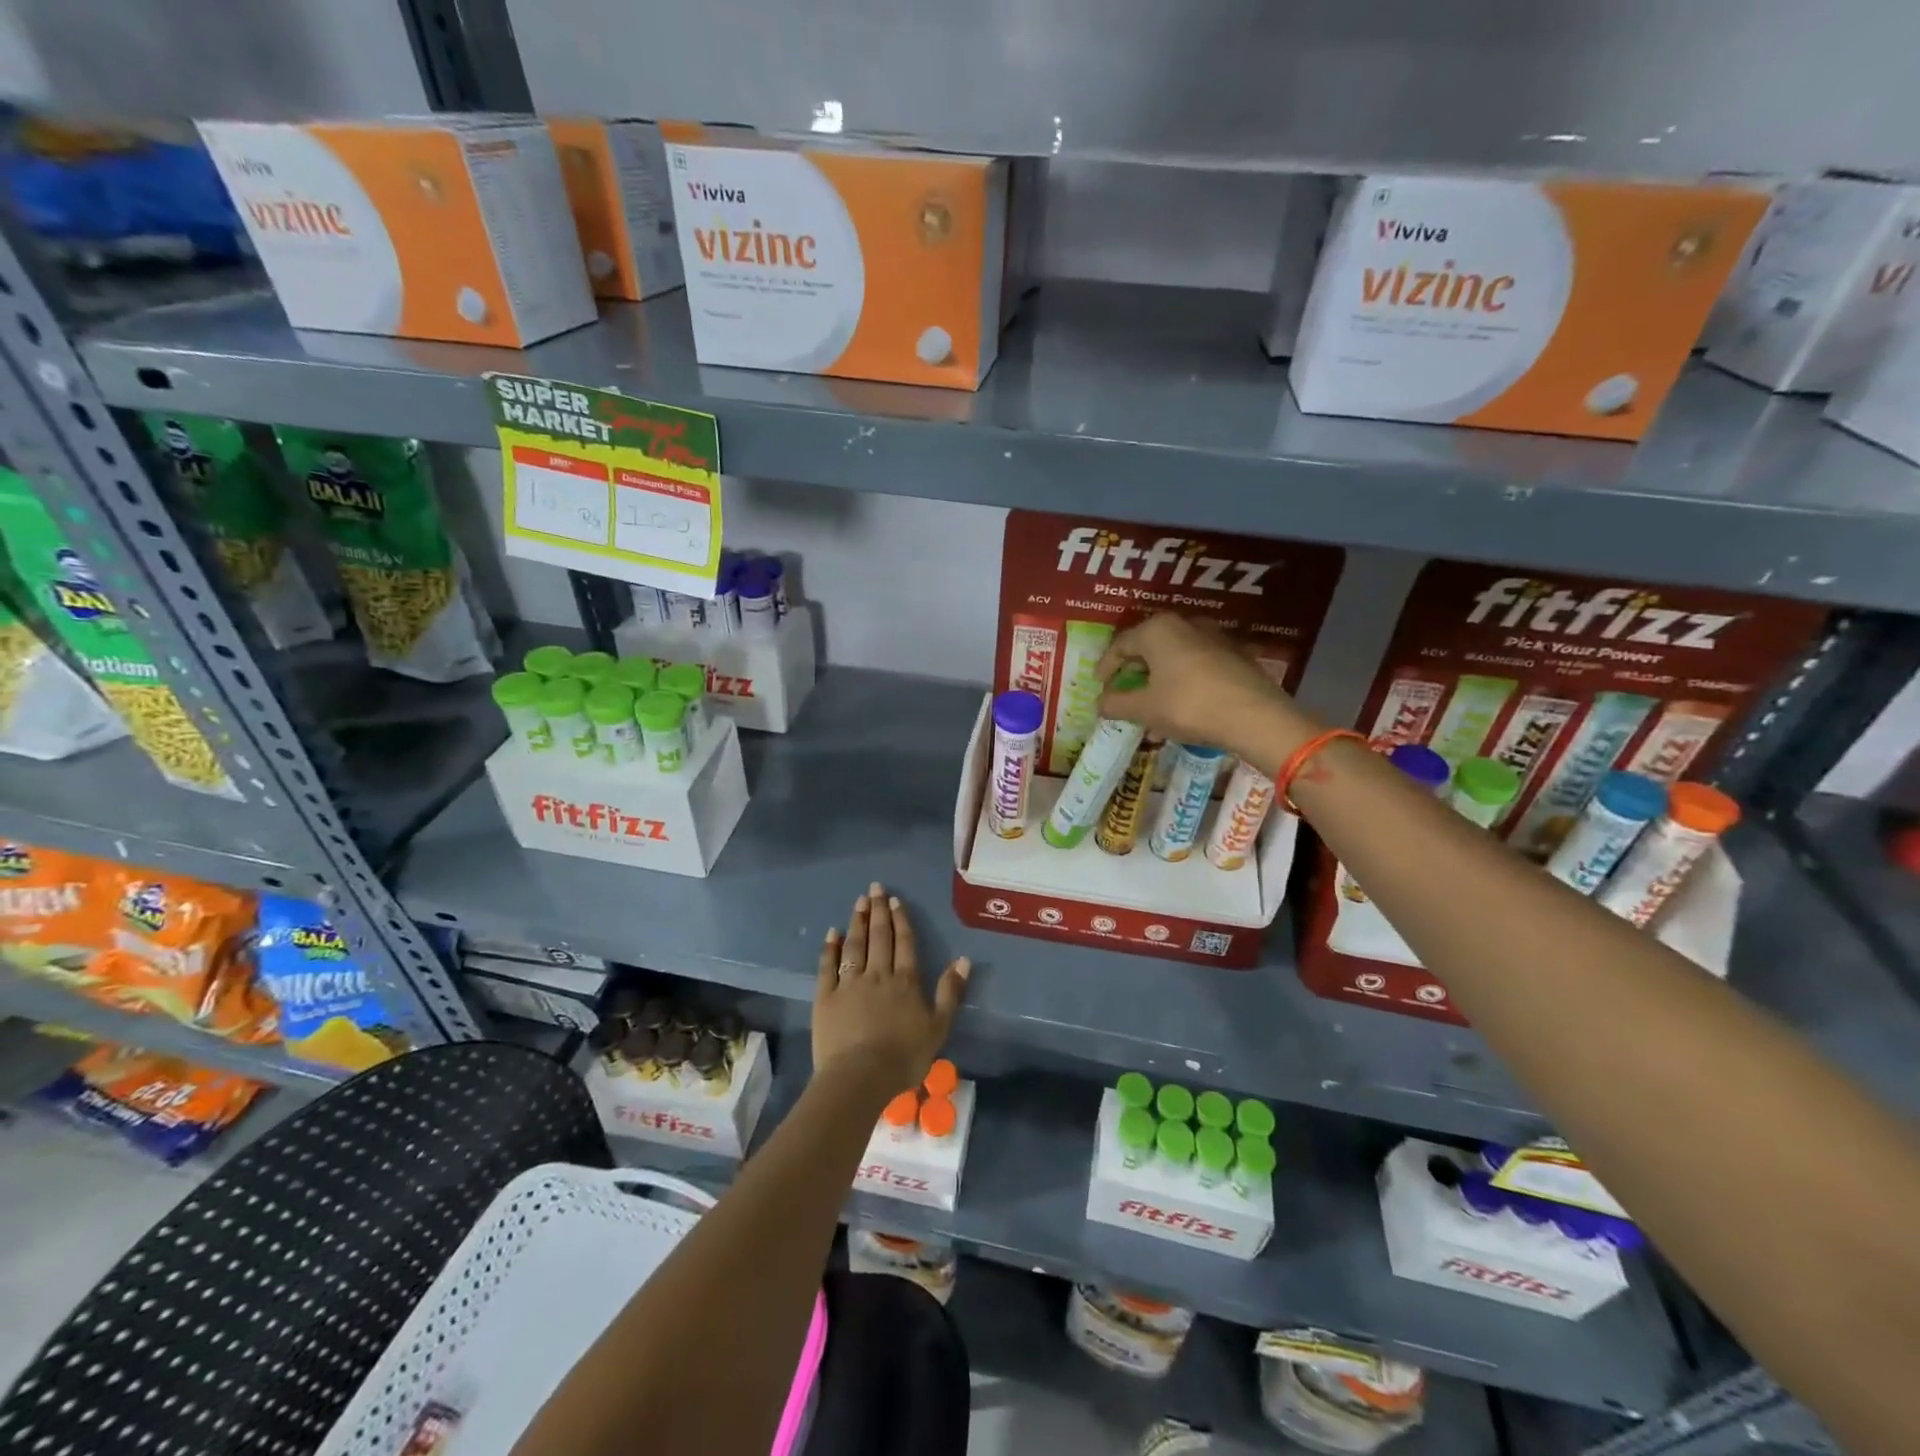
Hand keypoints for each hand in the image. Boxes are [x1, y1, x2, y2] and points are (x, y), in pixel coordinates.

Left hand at [814, 883, 969, 1099]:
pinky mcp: (826, 997)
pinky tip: (831, 933)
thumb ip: (950, 992)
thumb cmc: (904, 1056)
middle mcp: (878, 974)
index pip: (904, 943)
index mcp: (905, 981)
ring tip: (858, 902)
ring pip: (854, 945)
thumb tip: (963, 959)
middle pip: (879, 937)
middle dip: (878, 911)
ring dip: (857, 922)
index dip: (900, 920)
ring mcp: (849, 984)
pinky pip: (828, 967)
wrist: (860, 1076)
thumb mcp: (938, 1027)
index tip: (894, 900)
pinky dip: (830, 948)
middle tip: (874, 888)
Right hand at [1096, 614, 1314, 758]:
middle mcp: (1186, 624)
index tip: (1099, 686)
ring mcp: (1215, 638)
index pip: (1121, 644)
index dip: (1106, 667)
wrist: (1255, 717)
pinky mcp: (1235, 656)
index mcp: (1158, 630)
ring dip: (1158, 680)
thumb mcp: (1145, 709)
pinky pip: (1196, 666)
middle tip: (1123, 694)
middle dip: (1133, 673)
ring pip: (1174, 657)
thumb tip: (1100, 702)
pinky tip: (1180, 706)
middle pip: (1149, 647)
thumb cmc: (1189, 706)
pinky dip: (1181, 682)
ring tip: (1151, 705)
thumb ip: (1116, 703)